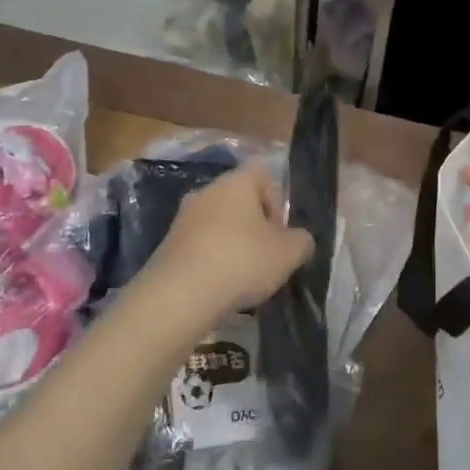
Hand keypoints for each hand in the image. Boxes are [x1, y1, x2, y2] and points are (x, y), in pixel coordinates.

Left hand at [139, 164, 313, 328]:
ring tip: (241, 276)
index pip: (262, 174)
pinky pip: (198, 245)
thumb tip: (300, 239)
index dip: (276, 200)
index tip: (279, 231)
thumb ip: (301, 241)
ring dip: (231, 243)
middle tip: (265, 255)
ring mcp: (182, 218)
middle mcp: (206, 191)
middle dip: (254, 225)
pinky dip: (211, 259)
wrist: (180, 294)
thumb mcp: (288, 253)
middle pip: (238, 200)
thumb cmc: (242, 261)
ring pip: (217, 223)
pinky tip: (218, 285)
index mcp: (236, 182)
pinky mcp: (167, 245)